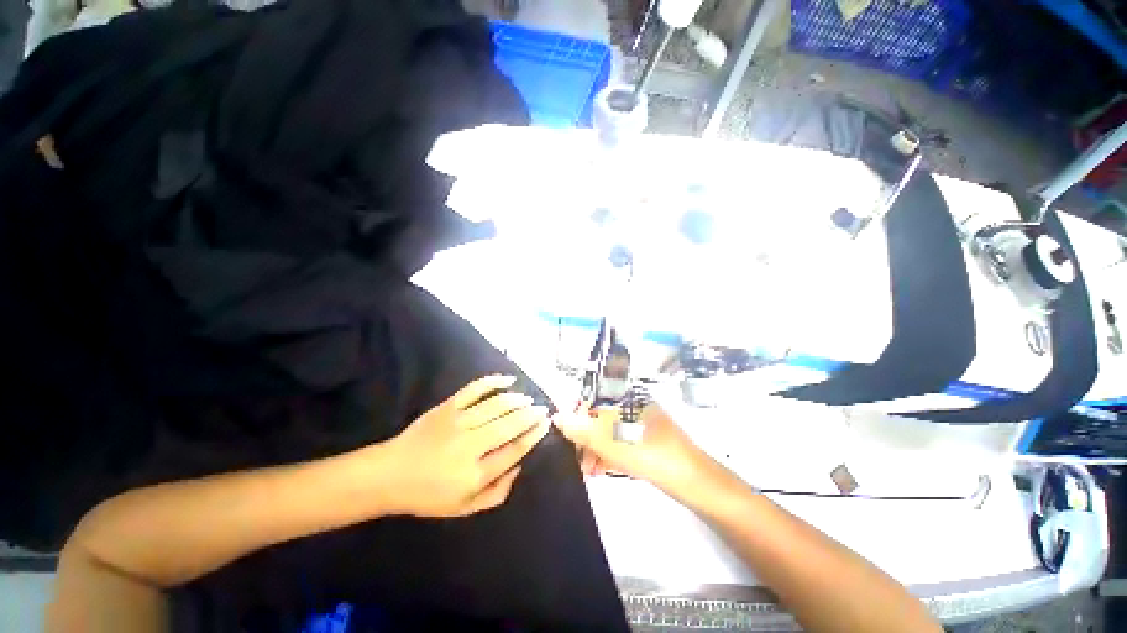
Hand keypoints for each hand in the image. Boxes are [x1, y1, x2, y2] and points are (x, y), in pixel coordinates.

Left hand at [375, 375, 550, 517]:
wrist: (389, 474)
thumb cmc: (428, 495)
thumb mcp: (464, 508)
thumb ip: (496, 493)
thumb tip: (519, 467)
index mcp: (475, 474)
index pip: (515, 450)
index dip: (533, 435)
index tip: (545, 425)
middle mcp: (470, 445)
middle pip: (510, 425)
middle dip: (531, 415)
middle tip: (543, 409)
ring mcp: (458, 422)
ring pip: (497, 405)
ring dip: (517, 400)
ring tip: (529, 399)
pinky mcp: (448, 407)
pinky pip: (474, 389)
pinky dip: (493, 381)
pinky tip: (508, 379)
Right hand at [553, 402, 715, 498]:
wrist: (691, 479)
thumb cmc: (647, 453)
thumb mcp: (608, 440)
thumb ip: (580, 428)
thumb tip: (556, 417)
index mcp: (626, 396)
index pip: (593, 398)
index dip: (578, 417)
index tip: (568, 438)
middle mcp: (633, 404)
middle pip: (601, 416)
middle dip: (586, 438)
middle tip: (577, 460)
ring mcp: (642, 422)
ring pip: (611, 431)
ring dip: (596, 449)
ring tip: (588, 470)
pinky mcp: (647, 439)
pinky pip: (622, 441)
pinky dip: (610, 453)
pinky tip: (601, 470)